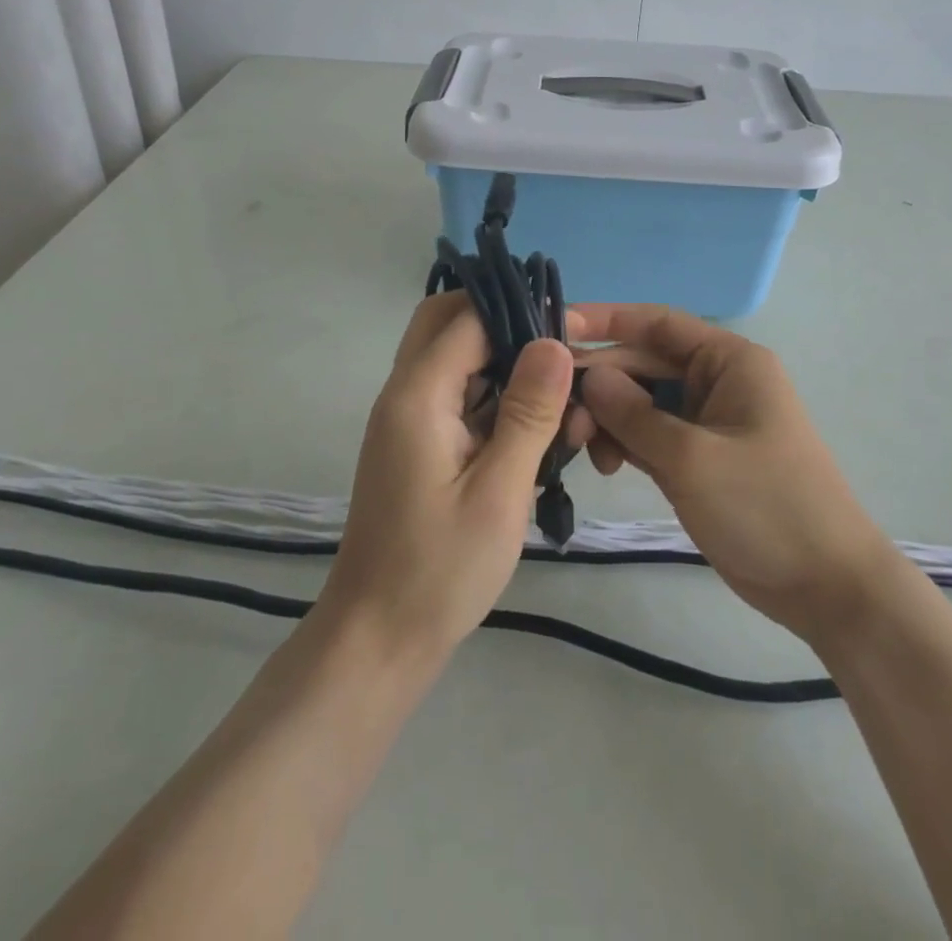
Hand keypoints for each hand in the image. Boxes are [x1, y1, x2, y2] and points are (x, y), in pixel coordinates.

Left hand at [318, 293, 584, 663]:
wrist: (378, 639)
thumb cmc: (439, 570)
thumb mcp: (498, 491)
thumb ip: (528, 412)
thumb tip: (554, 342)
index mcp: (417, 395)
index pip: (468, 317)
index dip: (520, 311)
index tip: (573, 330)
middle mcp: (405, 394)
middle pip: (448, 323)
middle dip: (504, 324)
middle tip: (558, 355)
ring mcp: (409, 420)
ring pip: (456, 359)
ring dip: (505, 365)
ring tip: (562, 399)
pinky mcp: (419, 445)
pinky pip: (458, 397)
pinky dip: (495, 399)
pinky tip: (539, 431)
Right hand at [572, 304, 891, 646]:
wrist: (826, 587)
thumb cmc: (765, 507)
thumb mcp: (691, 457)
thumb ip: (633, 414)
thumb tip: (588, 375)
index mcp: (729, 361)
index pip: (657, 323)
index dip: (605, 321)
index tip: (554, 330)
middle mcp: (717, 380)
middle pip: (644, 364)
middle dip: (601, 384)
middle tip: (559, 416)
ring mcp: (708, 421)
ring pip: (642, 402)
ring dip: (608, 418)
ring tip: (581, 449)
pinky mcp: (700, 457)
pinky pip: (650, 435)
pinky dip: (624, 443)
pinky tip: (603, 464)